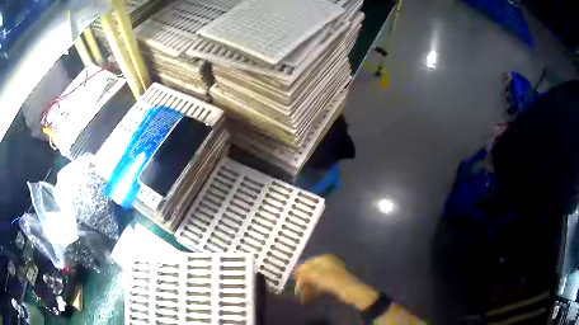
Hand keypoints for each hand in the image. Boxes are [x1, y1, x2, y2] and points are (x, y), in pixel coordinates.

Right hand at [294, 254, 378, 309]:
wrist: (353, 291)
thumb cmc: (334, 282)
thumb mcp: (317, 276)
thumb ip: (304, 272)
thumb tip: (296, 270)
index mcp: (324, 259)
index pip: (306, 264)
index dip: (299, 274)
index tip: (295, 285)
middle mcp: (327, 263)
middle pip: (310, 273)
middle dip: (304, 283)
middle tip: (299, 295)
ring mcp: (331, 272)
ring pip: (315, 279)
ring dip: (308, 288)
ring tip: (304, 299)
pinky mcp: (334, 281)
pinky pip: (321, 284)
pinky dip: (315, 290)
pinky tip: (313, 297)